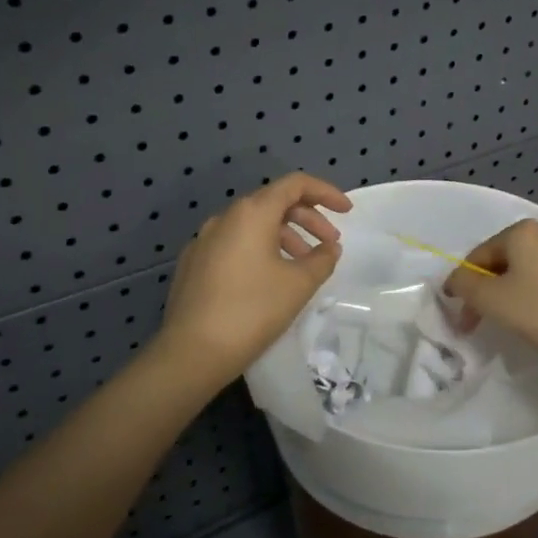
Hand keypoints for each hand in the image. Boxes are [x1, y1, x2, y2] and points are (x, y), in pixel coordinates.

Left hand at [156, 173, 352, 383]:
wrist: (191, 352)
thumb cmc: (252, 310)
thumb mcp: (299, 284)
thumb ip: (322, 259)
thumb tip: (329, 248)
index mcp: (251, 213)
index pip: (295, 184)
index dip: (325, 192)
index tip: (346, 212)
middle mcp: (225, 218)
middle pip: (274, 203)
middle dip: (308, 219)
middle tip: (330, 243)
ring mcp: (204, 240)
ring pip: (253, 226)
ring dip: (284, 237)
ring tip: (303, 266)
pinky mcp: (193, 264)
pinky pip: (234, 244)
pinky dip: (260, 250)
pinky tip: (269, 279)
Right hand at [443, 219, 537, 364]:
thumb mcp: (489, 299)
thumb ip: (464, 284)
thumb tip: (457, 280)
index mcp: (523, 232)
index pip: (481, 256)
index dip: (466, 286)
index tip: (463, 316)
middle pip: (509, 260)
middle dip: (494, 288)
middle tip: (486, 320)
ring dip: (522, 289)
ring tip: (520, 320)